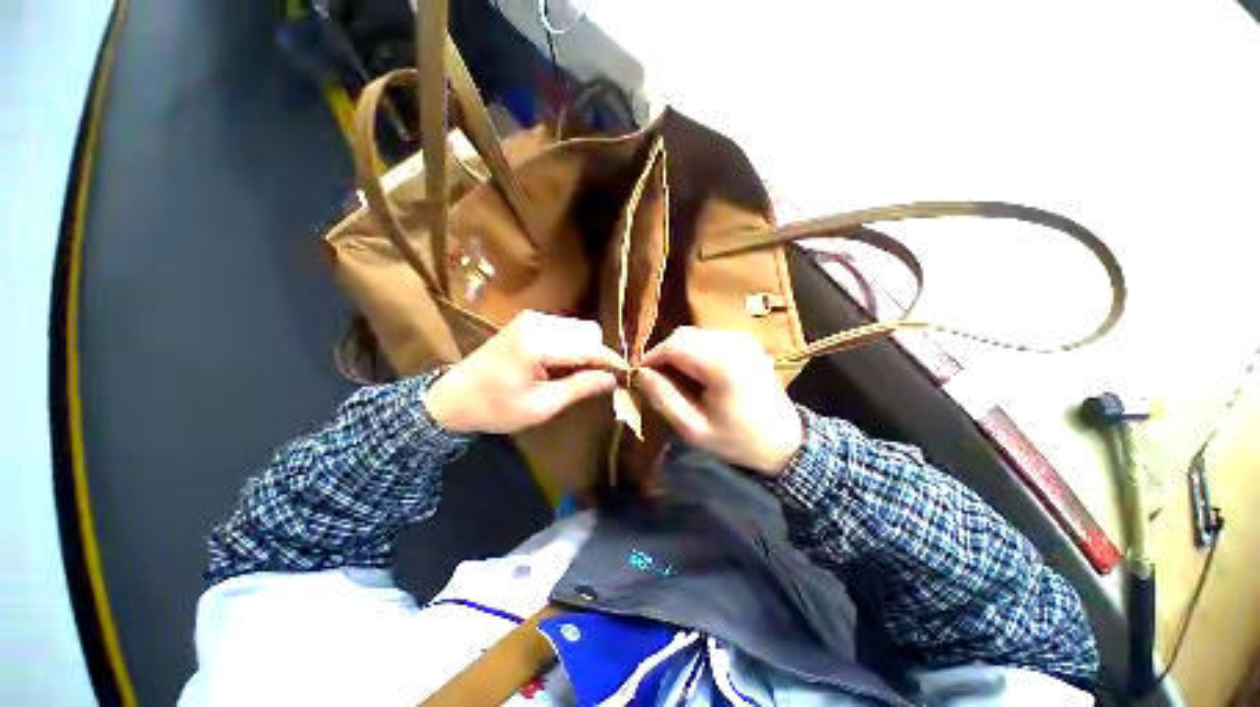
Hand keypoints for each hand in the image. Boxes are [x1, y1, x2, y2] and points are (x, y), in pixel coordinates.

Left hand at [425, 312, 624, 433]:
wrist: (451, 398)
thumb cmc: (495, 408)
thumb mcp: (540, 406)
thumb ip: (580, 387)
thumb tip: (612, 379)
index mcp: (538, 343)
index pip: (590, 347)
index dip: (611, 361)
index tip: (626, 375)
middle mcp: (538, 322)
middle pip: (588, 332)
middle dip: (597, 355)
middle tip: (593, 382)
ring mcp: (532, 319)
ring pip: (579, 329)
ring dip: (585, 351)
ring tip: (573, 377)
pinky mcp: (528, 322)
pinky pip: (565, 330)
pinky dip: (571, 347)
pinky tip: (559, 366)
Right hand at [636, 327, 803, 476]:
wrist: (785, 442)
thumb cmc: (738, 440)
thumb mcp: (694, 429)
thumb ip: (663, 398)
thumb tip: (639, 374)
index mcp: (722, 363)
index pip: (673, 346)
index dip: (651, 358)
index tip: (639, 377)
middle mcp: (733, 342)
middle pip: (683, 335)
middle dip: (663, 355)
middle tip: (656, 380)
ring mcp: (742, 339)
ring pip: (694, 334)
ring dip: (678, 352)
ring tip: (675, 379)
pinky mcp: (746, 342)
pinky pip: (709, 338)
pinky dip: (694, 351)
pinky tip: (696, 373)